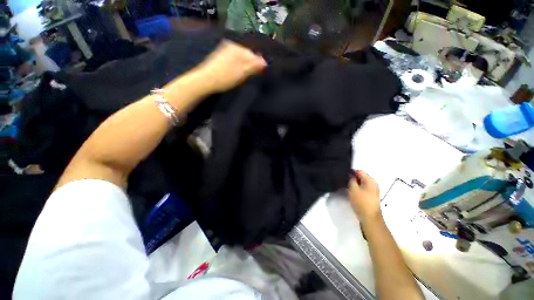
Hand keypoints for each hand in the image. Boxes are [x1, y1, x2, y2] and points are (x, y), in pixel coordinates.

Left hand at [196, 40, 266, 93]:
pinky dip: (238, 65)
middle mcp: (232, 46)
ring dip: (245, 66)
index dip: (259, 64)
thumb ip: (254, 66)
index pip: (254, 55)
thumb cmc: (225, 77)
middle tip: (255, 75)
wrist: (206, 80)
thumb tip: (265, 62)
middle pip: (247, 55)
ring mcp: (225, 50)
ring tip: (246, 75)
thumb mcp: (242, 73)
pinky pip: (234, 59)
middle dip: (252, 64)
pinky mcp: (220, 56)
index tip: (263, 73)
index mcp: (238, 49)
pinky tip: (237, 73)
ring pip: (240, 57)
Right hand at [348, 170, 381, 224]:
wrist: (370, 218)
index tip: (343, 175)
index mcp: (370, 180)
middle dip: (352, 178)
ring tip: (346, 186)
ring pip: (361, 183)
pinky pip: (362, 188)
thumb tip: (350, 176)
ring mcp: (372, 190)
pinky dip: (357, 188)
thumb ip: (351, 180)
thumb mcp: (353, 189)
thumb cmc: (361, 202)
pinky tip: (351, 192)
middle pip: (361, 177)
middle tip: (344, 181)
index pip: (359, 171)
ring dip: (354, 184)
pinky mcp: (370, 196)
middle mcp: (373, 184)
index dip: (351, 172)